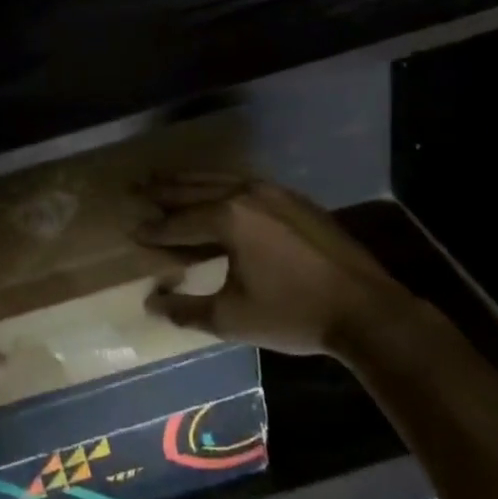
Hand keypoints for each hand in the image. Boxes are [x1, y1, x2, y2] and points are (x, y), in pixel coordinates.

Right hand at [138, 176, 414, 359]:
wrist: (366, 310)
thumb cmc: (292, 314)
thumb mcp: (231, 319)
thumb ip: (185, 309)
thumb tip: (151, 302)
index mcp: (228, 218)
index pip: (178, 222)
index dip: (154, 229)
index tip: (132, 230)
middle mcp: (246, 194)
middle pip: (194, 189)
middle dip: (163, 190)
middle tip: (137, 187)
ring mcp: (274, 192)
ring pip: (221, 180)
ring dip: (190, 181)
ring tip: (166, 179)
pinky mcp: (295, 199)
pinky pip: (245, 183)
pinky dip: (221, 184)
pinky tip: (217, 190)